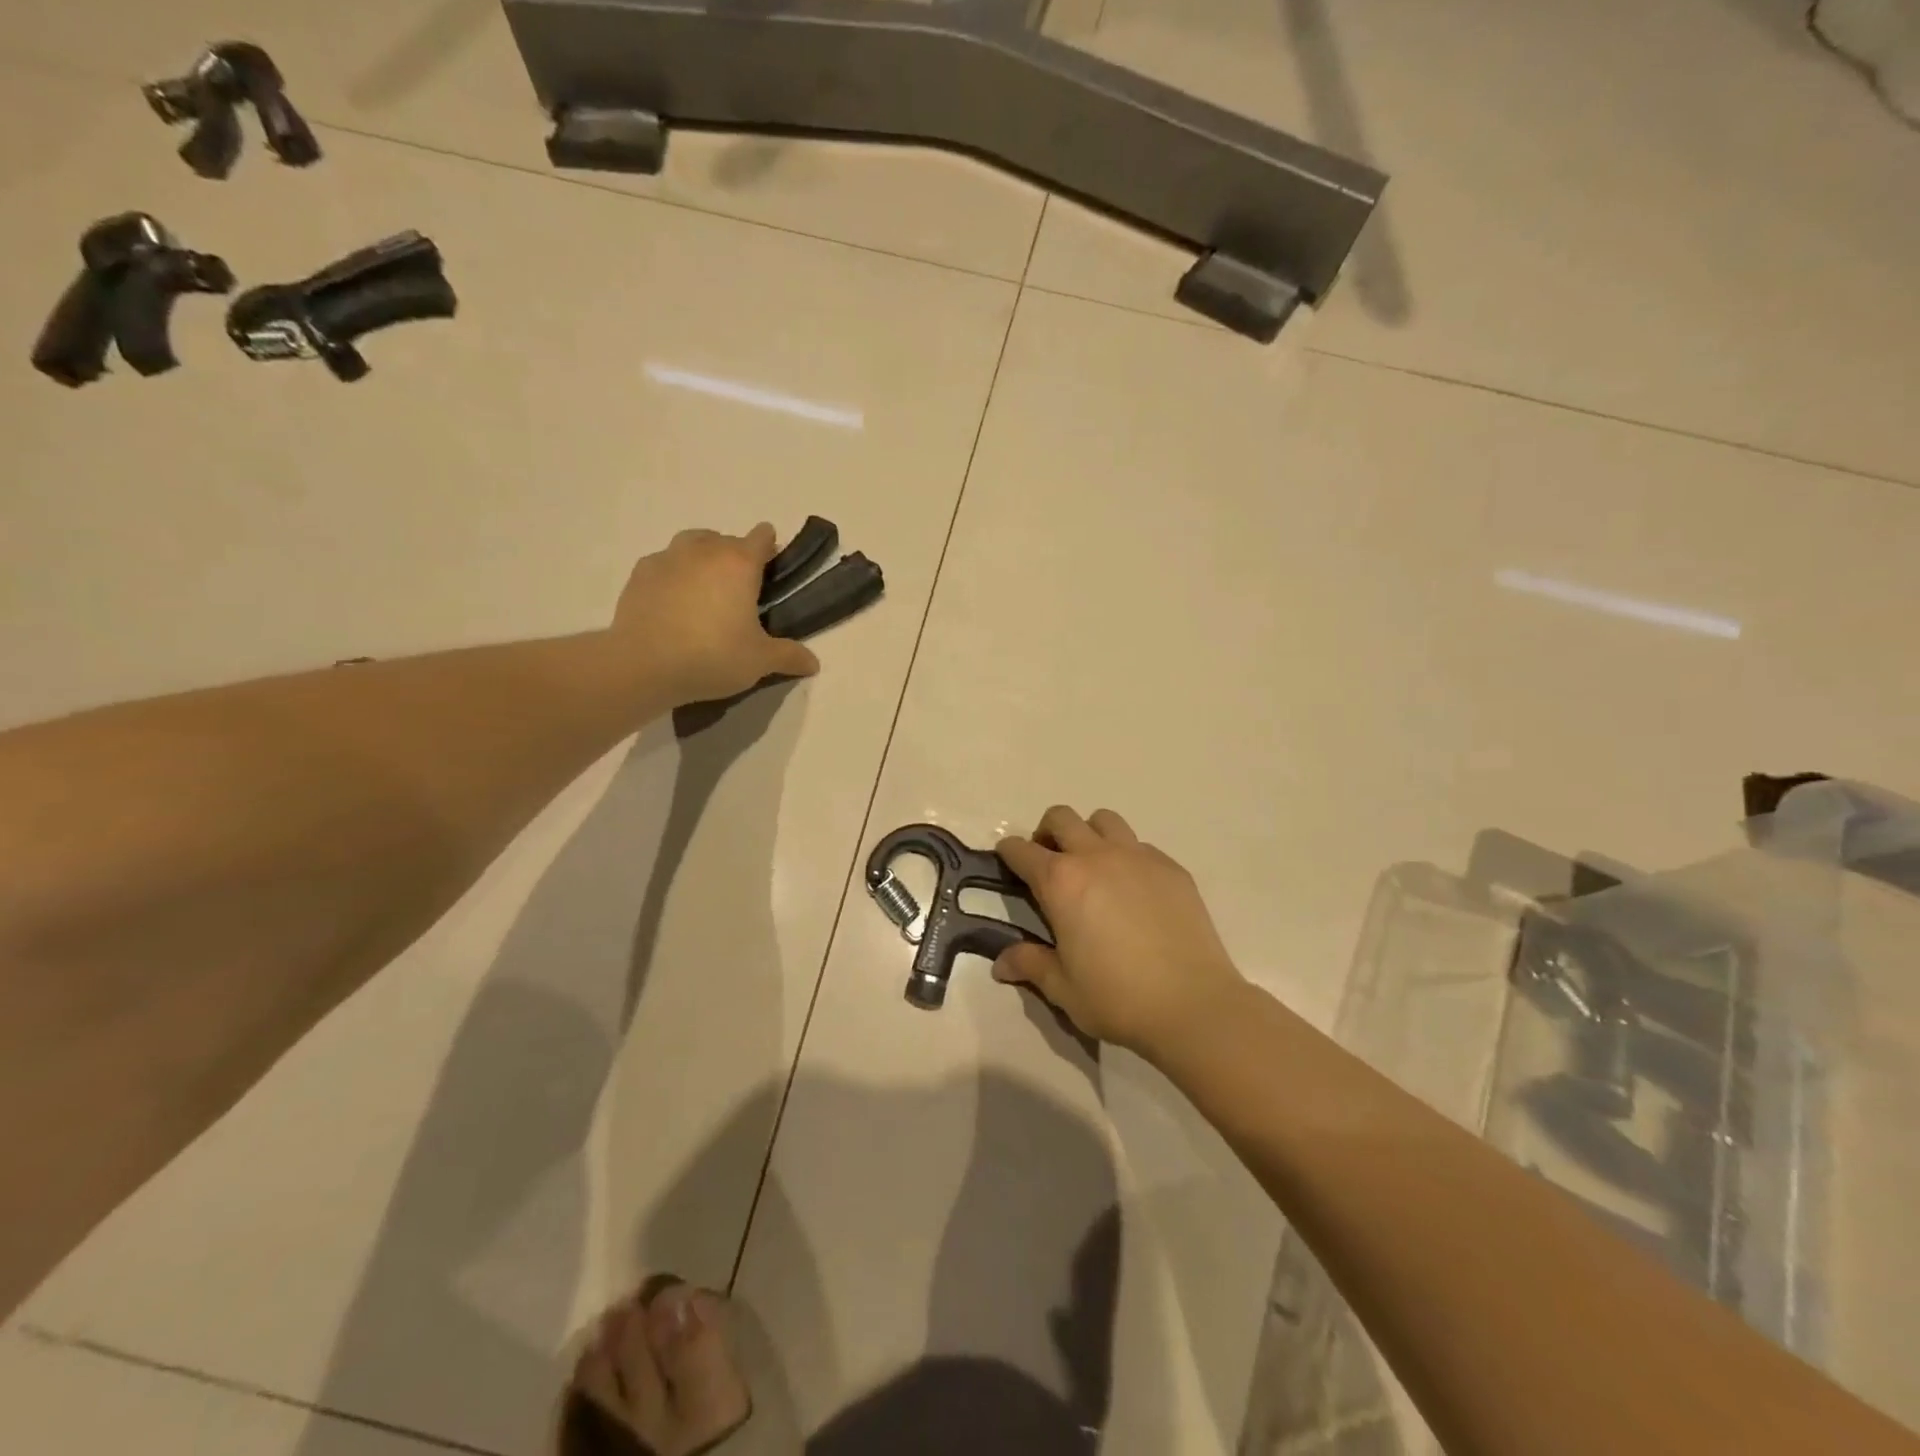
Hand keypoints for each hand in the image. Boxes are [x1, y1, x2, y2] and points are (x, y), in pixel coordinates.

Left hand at [613, 524, 821, 705]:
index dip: (770, 547)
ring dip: (703, 556)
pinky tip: (674, 600)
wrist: (644, 665)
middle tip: (741, 589)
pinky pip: (664, 563)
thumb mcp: (759, 661)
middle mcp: (704, 551)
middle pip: (726, 539)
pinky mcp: (640, 574)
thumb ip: (789, 656)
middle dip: (737, 556)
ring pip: (692, 543)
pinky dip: (674, 574)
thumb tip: (813, 663)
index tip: (773, 567)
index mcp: (740, 564)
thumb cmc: (713, 656)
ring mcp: (668, 558)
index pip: (762, 537)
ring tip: (706, 588)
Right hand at [994, 806, 1246, 1058]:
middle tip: (1051, 863)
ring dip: (1089, 834)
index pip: (1021, 850)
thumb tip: (1002, 963)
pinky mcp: (1171, 867)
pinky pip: (1140, 845)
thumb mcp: (1063, 988)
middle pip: (1061, 817)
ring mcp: (1137, 856)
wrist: (1193, 1004)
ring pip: (1104, 820)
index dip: (1008, 853)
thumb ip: (1031, 965)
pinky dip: (1127, 856)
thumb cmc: (1117, 998)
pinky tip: (1134, 890)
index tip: (1007, 862)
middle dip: (1047, 833)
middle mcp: (1096, 856)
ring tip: (1093, 866)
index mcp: (1061, 882)